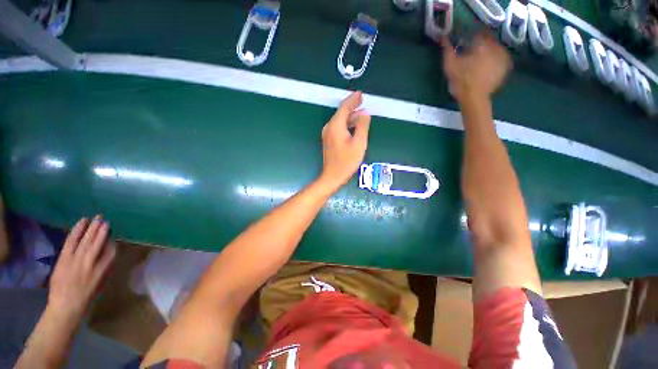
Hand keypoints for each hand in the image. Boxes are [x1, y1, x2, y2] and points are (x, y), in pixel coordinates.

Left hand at [48, 216, 115, 320]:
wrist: (65, 306)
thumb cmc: (85, 297)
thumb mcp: (100, 283)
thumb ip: (104, 267)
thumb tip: (107, 252)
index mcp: (103, 269)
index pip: (111, 251)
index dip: (111, 241)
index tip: (112, 234)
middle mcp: (92, 262)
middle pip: (98, 242)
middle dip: (102, 230)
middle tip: (104, 219)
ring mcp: (77, 260)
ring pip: (87, 239)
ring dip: (92, 227)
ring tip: (97, 218)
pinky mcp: (65, 258)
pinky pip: (72, 241)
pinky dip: (77, 230)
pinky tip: (82, 222)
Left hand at [319, 91, 370, 189]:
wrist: (333, 175)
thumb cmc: (346, 161)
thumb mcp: (359, 143)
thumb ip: (362, 126)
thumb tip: (364, 113)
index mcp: (336, 126)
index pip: (344, 107)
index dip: (353, 100)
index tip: (360, 94)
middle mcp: (329, 127)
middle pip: (341, 113)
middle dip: (352, 107)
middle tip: (362, 102)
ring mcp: (328, 134)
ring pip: (340, 120)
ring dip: (350, 116)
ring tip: (362, 114)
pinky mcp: (329, 140)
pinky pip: (338, 127)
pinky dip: (347, 124)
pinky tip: (354, 126)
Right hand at [441, 33, 511, 101]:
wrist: (474, 98)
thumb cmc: (461, 80)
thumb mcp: (449, 64)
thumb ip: (447, 49)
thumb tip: (443, 37)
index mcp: (481, 43)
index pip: (477, 33)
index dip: (471, 37)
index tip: (466, 43)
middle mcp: (495, 46)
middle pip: (488, 40)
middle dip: (481, 44)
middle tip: (473, 51)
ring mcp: (502, 57)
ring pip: (496, 48)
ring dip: (489, 51)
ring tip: (481, 59)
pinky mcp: (505, 67)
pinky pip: (501, 58)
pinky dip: (496, 59)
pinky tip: (489, 65)